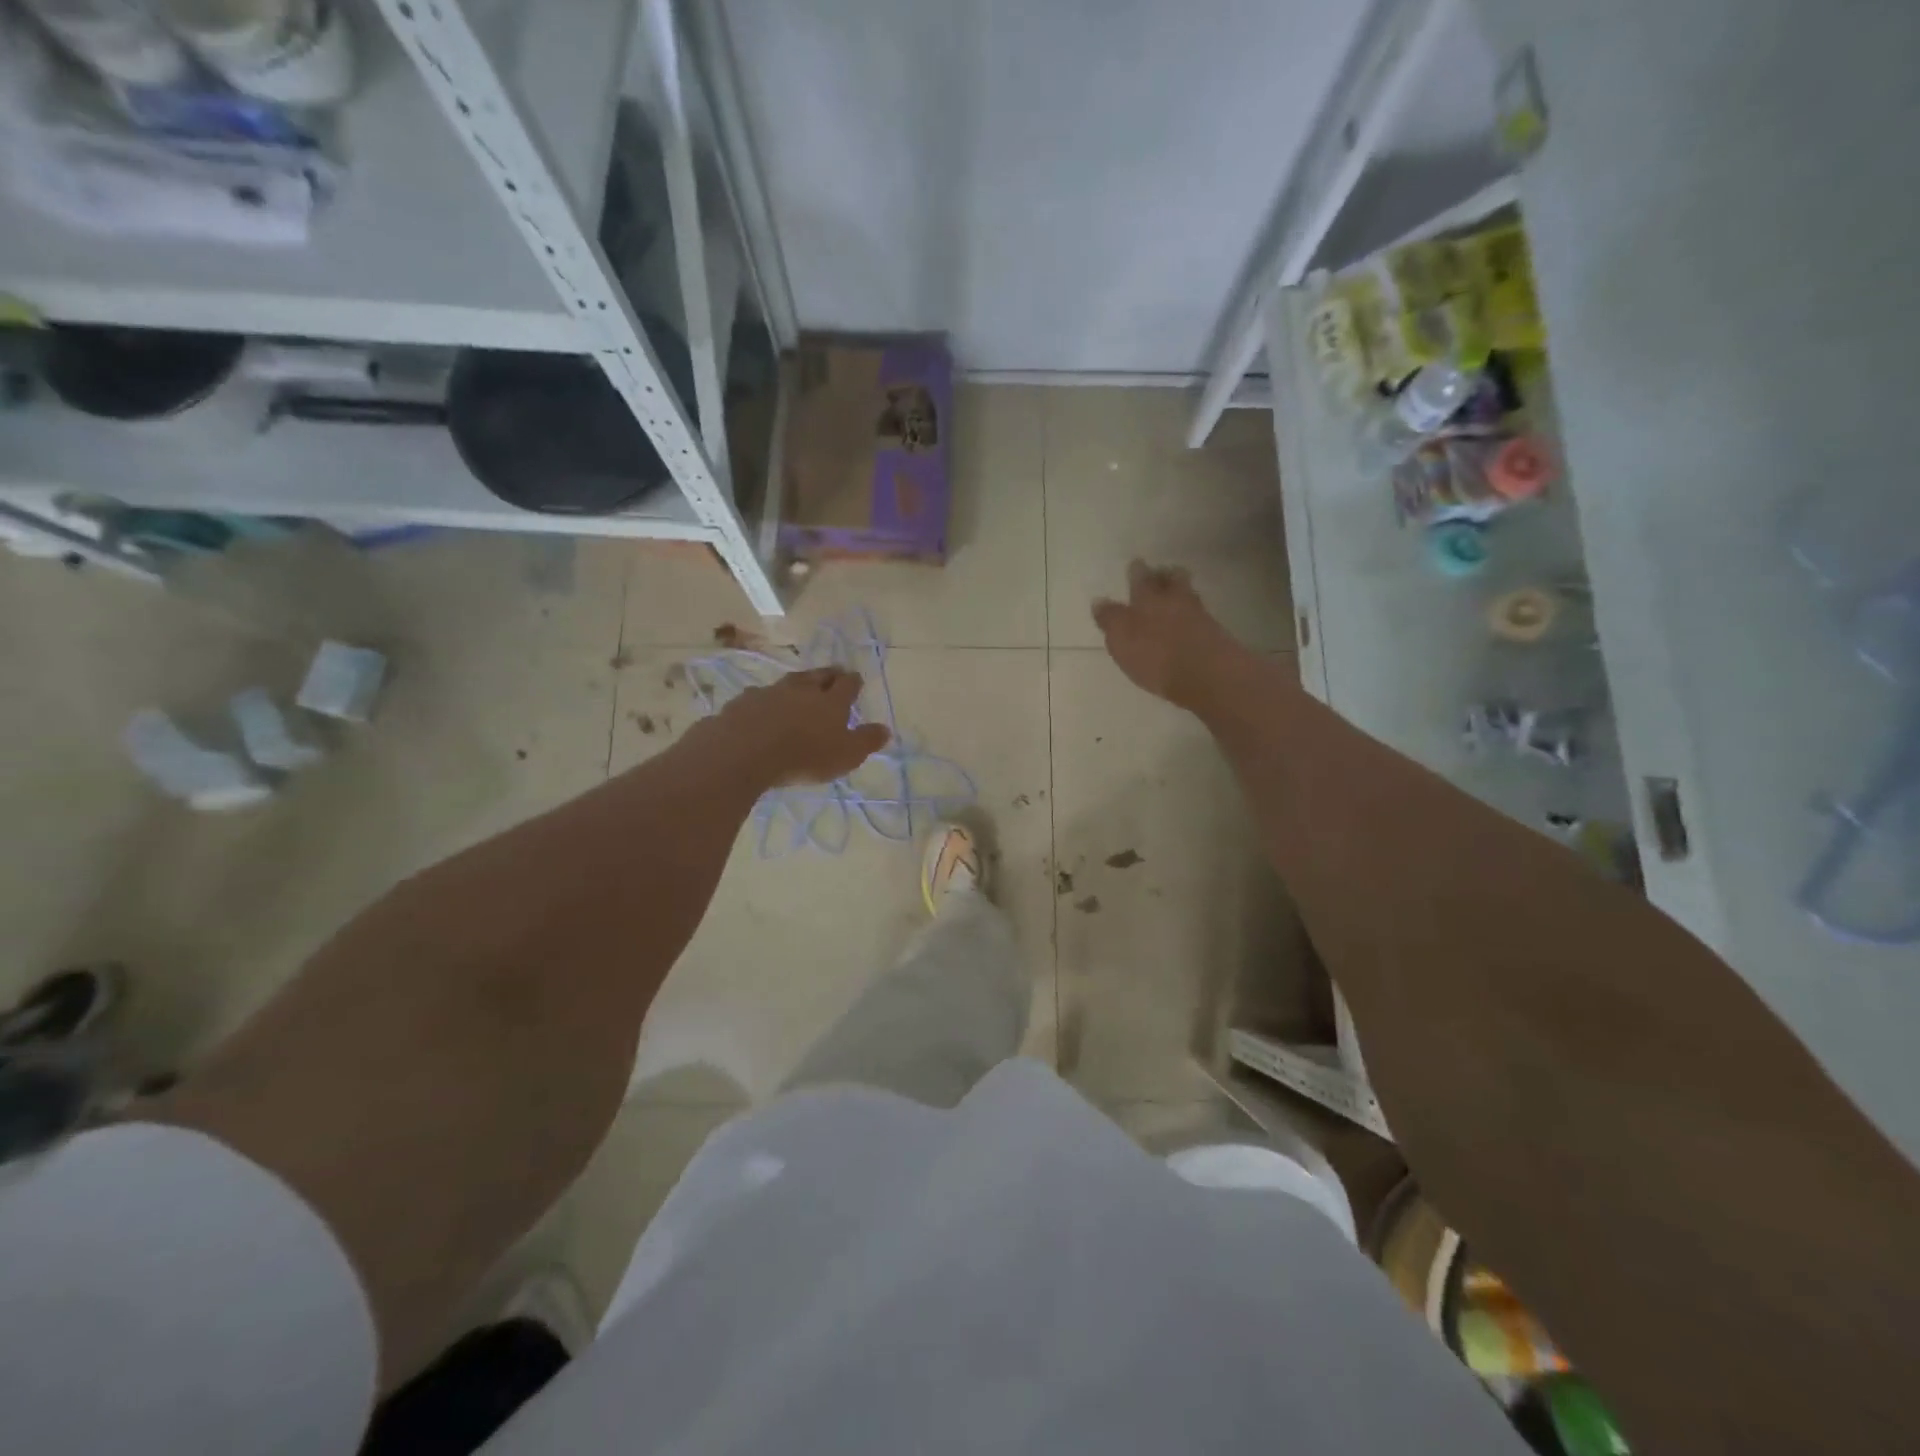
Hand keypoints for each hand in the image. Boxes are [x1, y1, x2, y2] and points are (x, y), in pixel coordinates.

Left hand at [710, 667, 889, 786]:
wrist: (744, 752)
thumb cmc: (804, 756)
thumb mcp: (845, 755)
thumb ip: (866, 741)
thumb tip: (886, 729)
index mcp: (830, 701)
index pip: (847, 684)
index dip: (853, 681)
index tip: (856, 680)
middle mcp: (802, 689)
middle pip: (818, 675)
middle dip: (828, 675)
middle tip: (833, 675)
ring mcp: (770, 692)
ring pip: (788, 682)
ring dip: (796, 685)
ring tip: (798, 690)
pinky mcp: (743, 702)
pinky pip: (759, 696)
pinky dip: (766, 700)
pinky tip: (763, 708)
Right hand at [1092, 560, 1246, 712]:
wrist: (1206, 675)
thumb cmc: (1155, 655)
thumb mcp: (1121, 639)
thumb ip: (1110, 619)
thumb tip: (1099, 601)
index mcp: (1148, 598)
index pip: (1140, 578)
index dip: (1136, 571)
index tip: (1135, 565)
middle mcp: (1175, 600)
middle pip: (1172, 579)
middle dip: (1165, 575)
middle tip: (1160, 574)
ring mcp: (1199, 615)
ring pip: (1188, 595)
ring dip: (1181, 593)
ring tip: (1174, 598)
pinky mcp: (1215, 635)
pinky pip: (1200, 617)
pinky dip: (1192, 616)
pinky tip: (1187, 625)